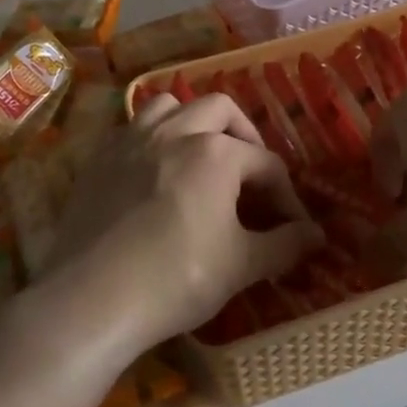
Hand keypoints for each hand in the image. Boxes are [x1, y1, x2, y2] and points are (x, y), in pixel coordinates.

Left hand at [40, 94, 322, 358]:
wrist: (90, 300)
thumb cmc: (175, 280)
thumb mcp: (241, 266)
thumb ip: (284, 245)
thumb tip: (316, 236)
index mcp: (216, 152)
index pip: (267, 164)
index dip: (287, 196)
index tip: (293, 227)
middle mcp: (174, 132)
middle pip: (221, 110)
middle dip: (244, 136)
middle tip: (251, 173)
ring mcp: (131, 141)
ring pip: (170, 106)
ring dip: (193, 122)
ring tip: (201, 155)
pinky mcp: (99, 159)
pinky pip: (132, 128)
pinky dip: (153, 137)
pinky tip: (156, 172)